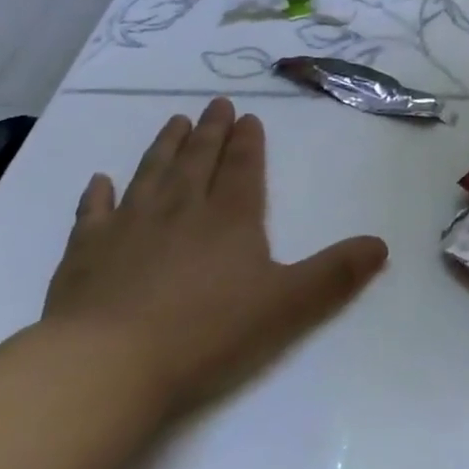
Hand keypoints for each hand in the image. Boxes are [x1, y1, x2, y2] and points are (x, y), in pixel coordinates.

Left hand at [44, 97, 387, 416]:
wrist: (106, 364)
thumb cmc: (206, 332)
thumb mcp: (288, 305)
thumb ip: (336, 273)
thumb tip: (382, 243)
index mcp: (230, 219)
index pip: (243, 169)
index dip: (249, 143)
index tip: (248, 116)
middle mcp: (181, 211)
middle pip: (198, 161)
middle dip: (210, 131)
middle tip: (215, 104)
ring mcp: (129, 228)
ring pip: (151, 175)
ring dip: (164, 147)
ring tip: (173, 122)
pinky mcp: (86, 254)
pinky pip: (93, 214)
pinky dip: (98, 195)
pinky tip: (99, 181)